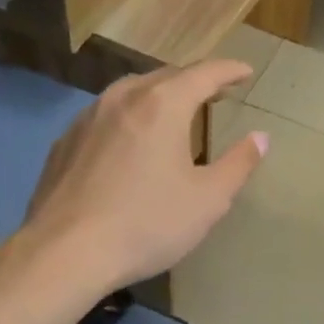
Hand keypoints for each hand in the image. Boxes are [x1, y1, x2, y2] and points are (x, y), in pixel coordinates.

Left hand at [19, 59, 267, 295]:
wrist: (64, 253)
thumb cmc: (146, 223)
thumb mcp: (207, 200)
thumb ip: (238, 164)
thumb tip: (260, 138)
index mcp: (162, 104)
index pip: (204, 73)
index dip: (229, 70)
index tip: (246, 71)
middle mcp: (123, 98)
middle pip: (166, 76)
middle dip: (195, 81)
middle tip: (216, 93)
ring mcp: (87, 117)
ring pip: (131, 92)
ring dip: (158, 96)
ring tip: (174, 112)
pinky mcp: (64, 142)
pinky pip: (105, 116)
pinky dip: (128, 117)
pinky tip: (129, 142)